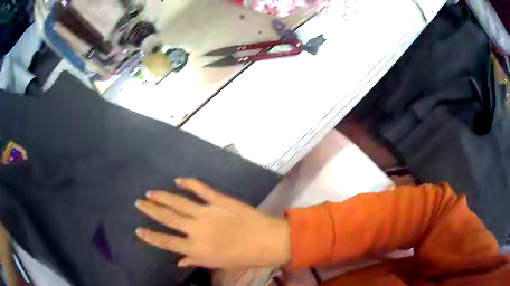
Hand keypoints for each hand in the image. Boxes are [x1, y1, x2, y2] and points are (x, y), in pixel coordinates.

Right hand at [135, 178, 290, 268]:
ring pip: (179, 202)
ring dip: (163, 196)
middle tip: (139, 202)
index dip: (150, 236)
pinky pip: (201, 189)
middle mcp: (197, 230)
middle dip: (151, 210)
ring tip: (150, 192)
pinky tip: (178, 179)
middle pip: (168, 218)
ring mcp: (207, 212)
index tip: (138, 229)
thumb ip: (196, 260)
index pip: (166, 242)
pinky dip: (189, 183)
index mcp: (196, 249)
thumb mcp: (218, 264)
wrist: (268, 240)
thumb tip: (179, 260)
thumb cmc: (244, 256)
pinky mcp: (219, 200)